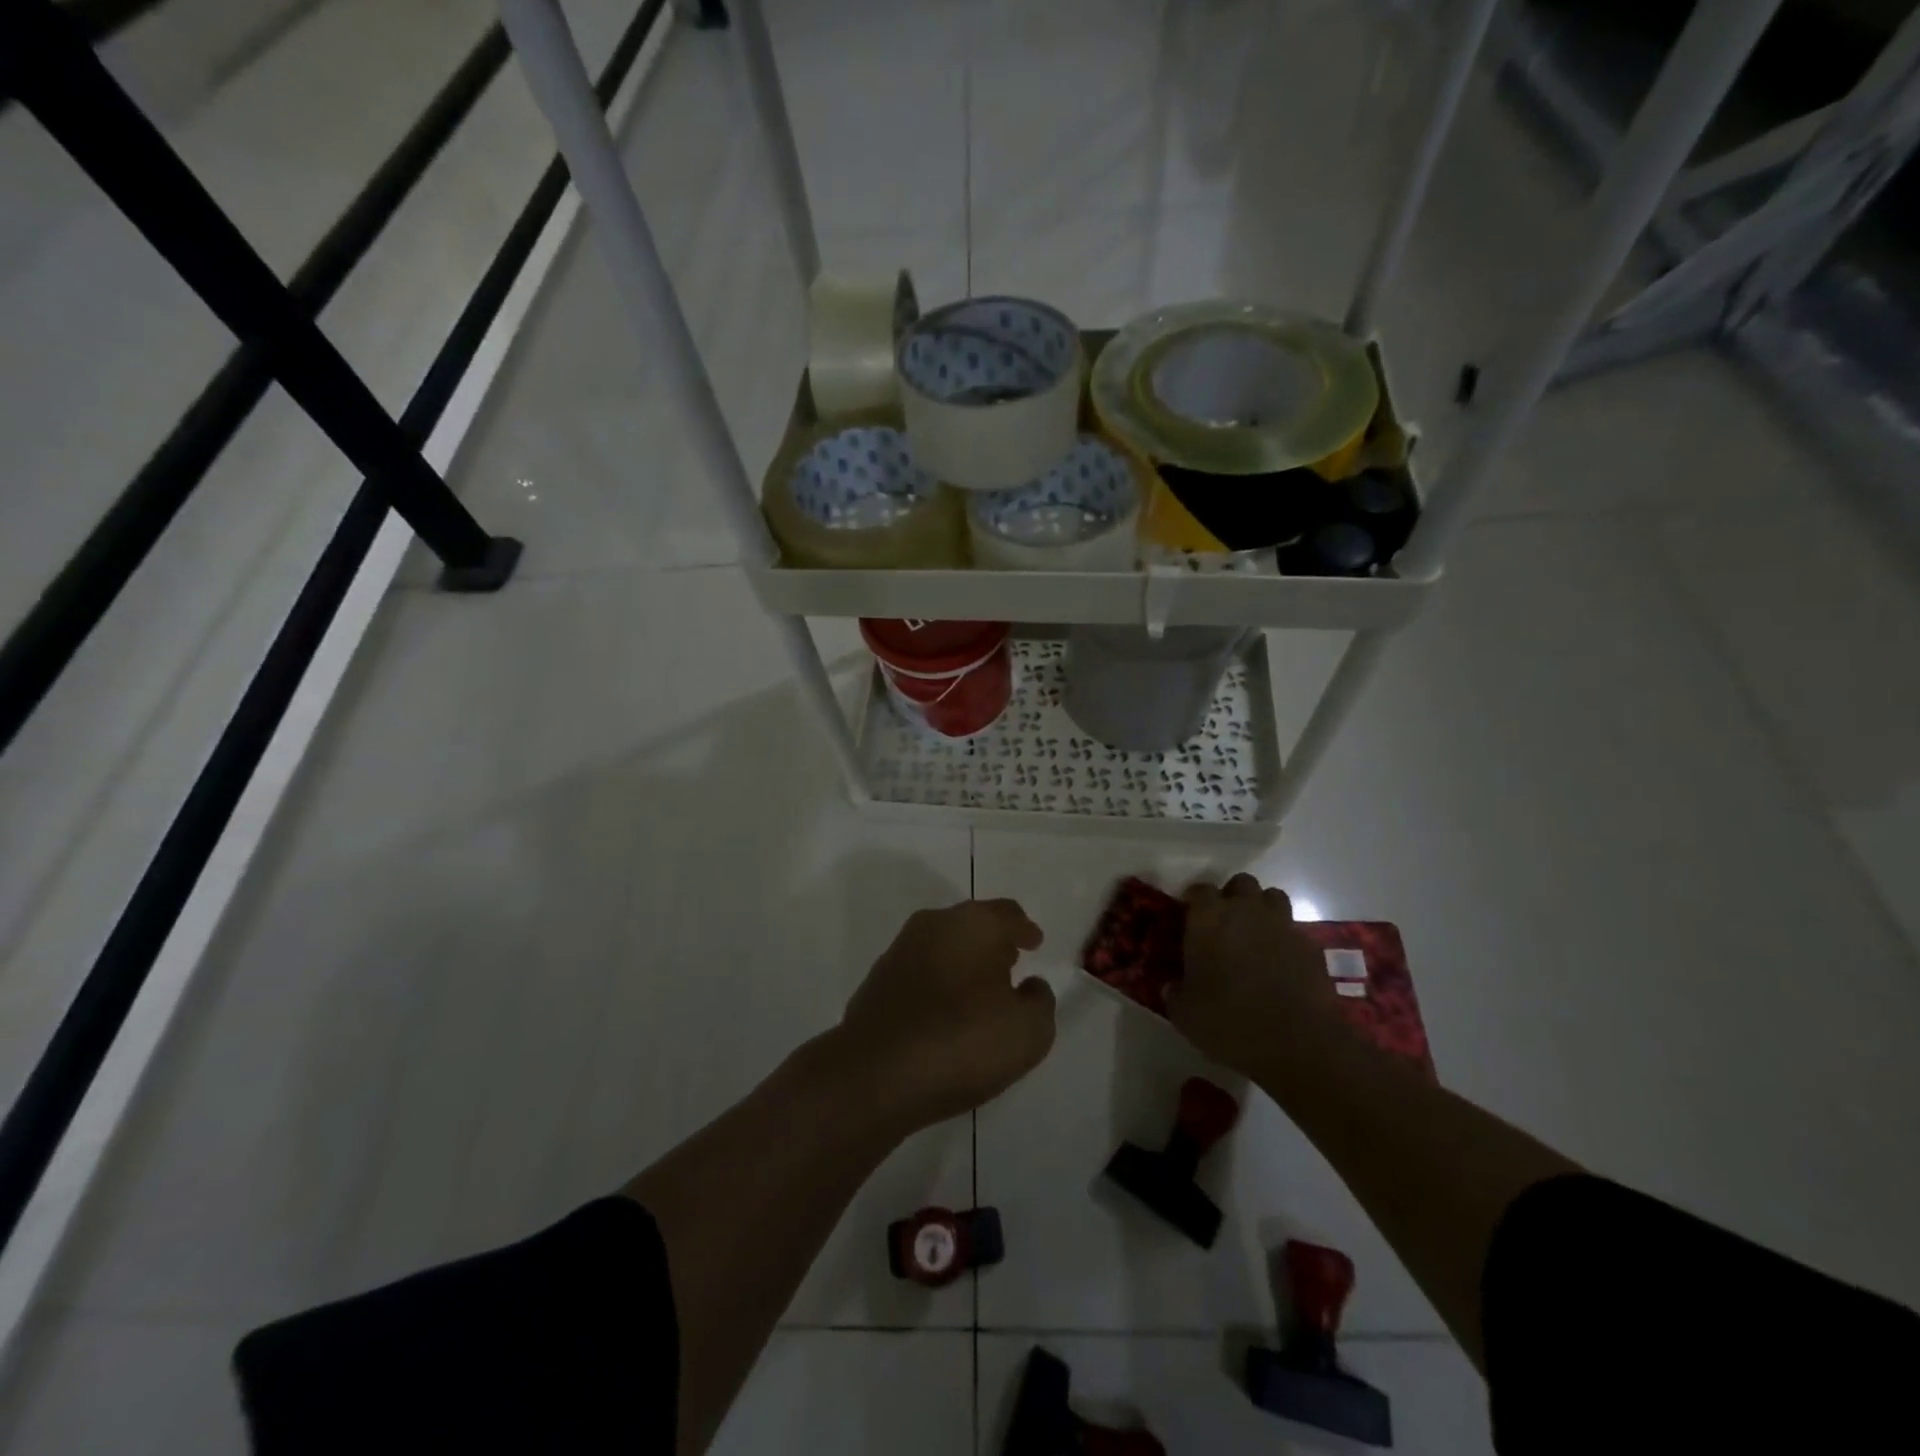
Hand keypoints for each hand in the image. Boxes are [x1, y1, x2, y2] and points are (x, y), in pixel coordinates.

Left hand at [834, 899, 1055, 1132]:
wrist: (875, 1074)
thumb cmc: (963, 1043)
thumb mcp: (1029, 1032)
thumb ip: (1040, 1001)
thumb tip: (1029, 986)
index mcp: (975, 923)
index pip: (1008, 915)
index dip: (1025, 930)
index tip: (1034, 944)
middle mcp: (935, 924)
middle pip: (973, 924)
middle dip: (993, 942)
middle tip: (1010, 966)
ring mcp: (900, 950)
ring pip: (943, 946)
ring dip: (963, 962)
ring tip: (979, 993)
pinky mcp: (877, 980)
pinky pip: (920, 972)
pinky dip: (937, 983)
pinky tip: (944, 1013)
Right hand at [1165, 874, 1344, 1078]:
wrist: (1297, 1044)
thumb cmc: (1230, 1022)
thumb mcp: (1185, 1014)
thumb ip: (1175, 992)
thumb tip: (1172, 986)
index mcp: (1209, 919)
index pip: (1199, 890)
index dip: (1194, 900)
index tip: (1189, 916)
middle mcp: (1246, 911)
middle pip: (1241, 883)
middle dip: (1232, 897)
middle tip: (1224, 923)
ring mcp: (1282, 925)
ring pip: (1272, 898)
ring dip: (1262, 909)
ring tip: (1255, 935)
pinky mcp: (1311, 946)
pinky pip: (1294, 930)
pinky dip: (1285, 939)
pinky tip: (1280, 963)